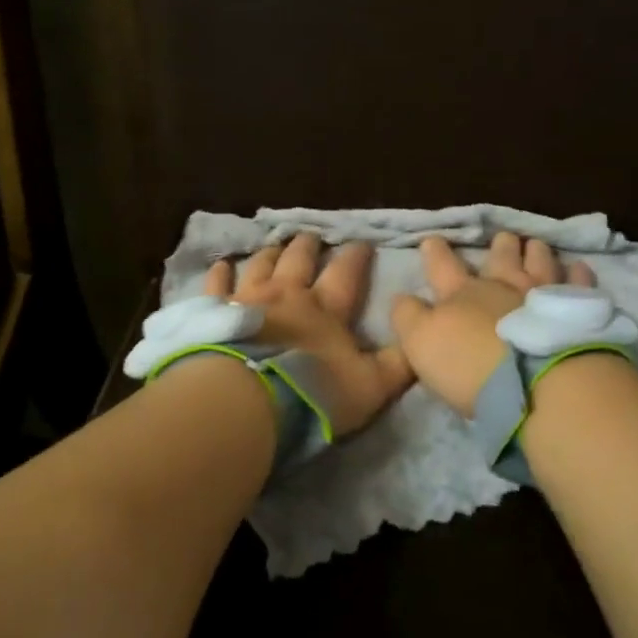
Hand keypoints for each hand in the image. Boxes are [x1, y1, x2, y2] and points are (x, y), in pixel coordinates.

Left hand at [205, 233, 411, 437]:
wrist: (247, 400)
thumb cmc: (313, 392)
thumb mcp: (371, 386)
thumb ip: (398, 364)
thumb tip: (421, 341)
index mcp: (326, 309)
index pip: (346, 274)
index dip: (356, 257)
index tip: (362, 242)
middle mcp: (287, 294)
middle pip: (299, 260)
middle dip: (309, 246)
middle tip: (313, 236)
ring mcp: (248, 299)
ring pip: (261, 265)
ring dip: (271, 253)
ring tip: (275, 244)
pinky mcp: (216, 313)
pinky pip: (218, 286)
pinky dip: (220, 274)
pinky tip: (221, 265)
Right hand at [389, 232, 595, 415]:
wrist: (536, 382)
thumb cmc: (470, 365)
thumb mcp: (420, 344)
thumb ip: (408, 317)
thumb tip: (402, 297)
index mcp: (461, 293)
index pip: (442, 266)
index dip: (435, 252)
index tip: (432, 239)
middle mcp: (502, 284)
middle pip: (500, 256)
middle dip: (499, 245)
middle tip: (502, 238)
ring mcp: (543, 293)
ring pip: (540, 260)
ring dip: (536, 251)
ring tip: (536, 244)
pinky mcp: (576, 309)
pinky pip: (579, 282)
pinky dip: (577, 273)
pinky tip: (578, 267)